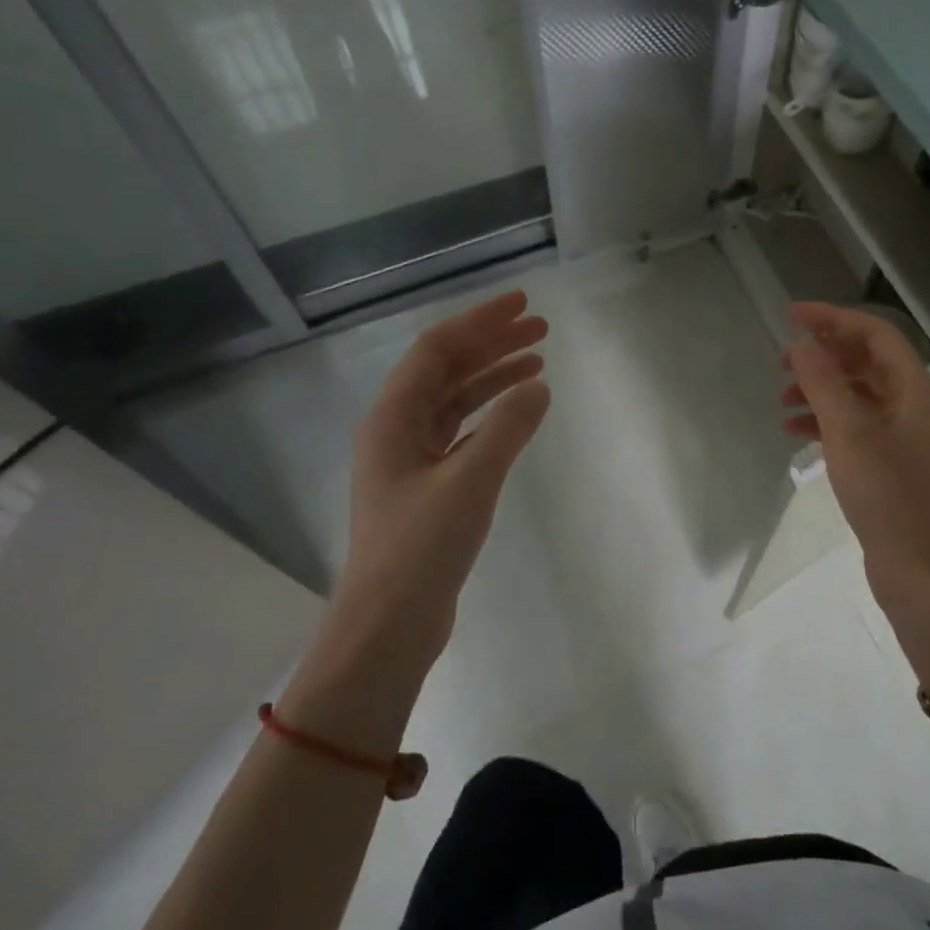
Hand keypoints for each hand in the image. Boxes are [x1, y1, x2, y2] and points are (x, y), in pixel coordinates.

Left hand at [324, 291, 550, 680]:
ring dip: (493, 378)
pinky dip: (490, 416)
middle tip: (540, 330)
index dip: (480, 321)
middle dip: (491, 344)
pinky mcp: (425, 485)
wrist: (389, 624)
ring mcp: (409, 459)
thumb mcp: (470, 482)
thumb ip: (508, 428)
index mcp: (393, 418)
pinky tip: (518, 414)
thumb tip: (538, 386)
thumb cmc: (422, 548)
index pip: (437, 350)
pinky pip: (460, 432)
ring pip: (454, 401)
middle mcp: (395, 429)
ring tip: (538, 363)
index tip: (523, 305)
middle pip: (445, 370)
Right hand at [781, 302, 929, 616]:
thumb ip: (823, 382)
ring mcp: (905, 437)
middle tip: (781, 361)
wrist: (921, 570)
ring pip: (858, 396)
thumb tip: (802, 343)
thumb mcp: (849, 432)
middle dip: (823, 356)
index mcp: (915, 390)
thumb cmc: (888, 495)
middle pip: (867, 362)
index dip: (833, 318)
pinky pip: (856, 428)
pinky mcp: (892, 465)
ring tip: (781, 400)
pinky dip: (826, 423)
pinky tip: (796, 434)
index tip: (791, 315)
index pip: (874, 334)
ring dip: (820, 391)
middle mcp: (914, 406)